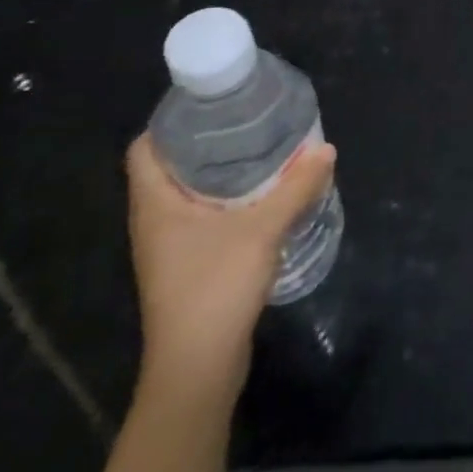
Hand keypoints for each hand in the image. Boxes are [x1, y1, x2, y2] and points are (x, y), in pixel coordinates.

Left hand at [124, 132, 336, 403]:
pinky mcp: (187, 265)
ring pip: (188, 193)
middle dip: (207, 141)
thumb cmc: (215, 289)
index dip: (171, 120)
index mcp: (155, 205)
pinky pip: (202, 215)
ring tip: (261, 148)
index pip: (145, 148)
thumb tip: (327, 149)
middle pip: (170, 166)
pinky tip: (262, 195)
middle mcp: (154, 221)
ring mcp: (169, 247)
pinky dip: (227, 199)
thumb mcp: (263, 230)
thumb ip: (296, 188)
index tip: (212, 101)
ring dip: (220, 171)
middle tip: (248, 118)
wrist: (197, 370)